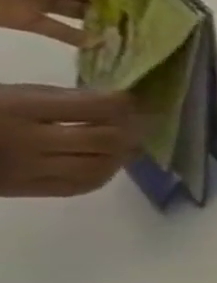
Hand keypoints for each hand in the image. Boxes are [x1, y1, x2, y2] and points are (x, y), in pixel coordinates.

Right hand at [0, 84, 140, 196]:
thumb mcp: (7, 92)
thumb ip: (58, 98)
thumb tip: (117, 103)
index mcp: (15, 109)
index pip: (94, 107)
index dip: (122, 104)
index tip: (130, 99)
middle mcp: (24, 142)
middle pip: (105, 140)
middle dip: (130, 131)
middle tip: (136, 124)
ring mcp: (25, 170)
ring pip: (101, 166)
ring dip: (122, 154)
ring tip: (125, 142)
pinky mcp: (24, 190)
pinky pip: (81, 185)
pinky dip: (104, 173)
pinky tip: (106, 161)